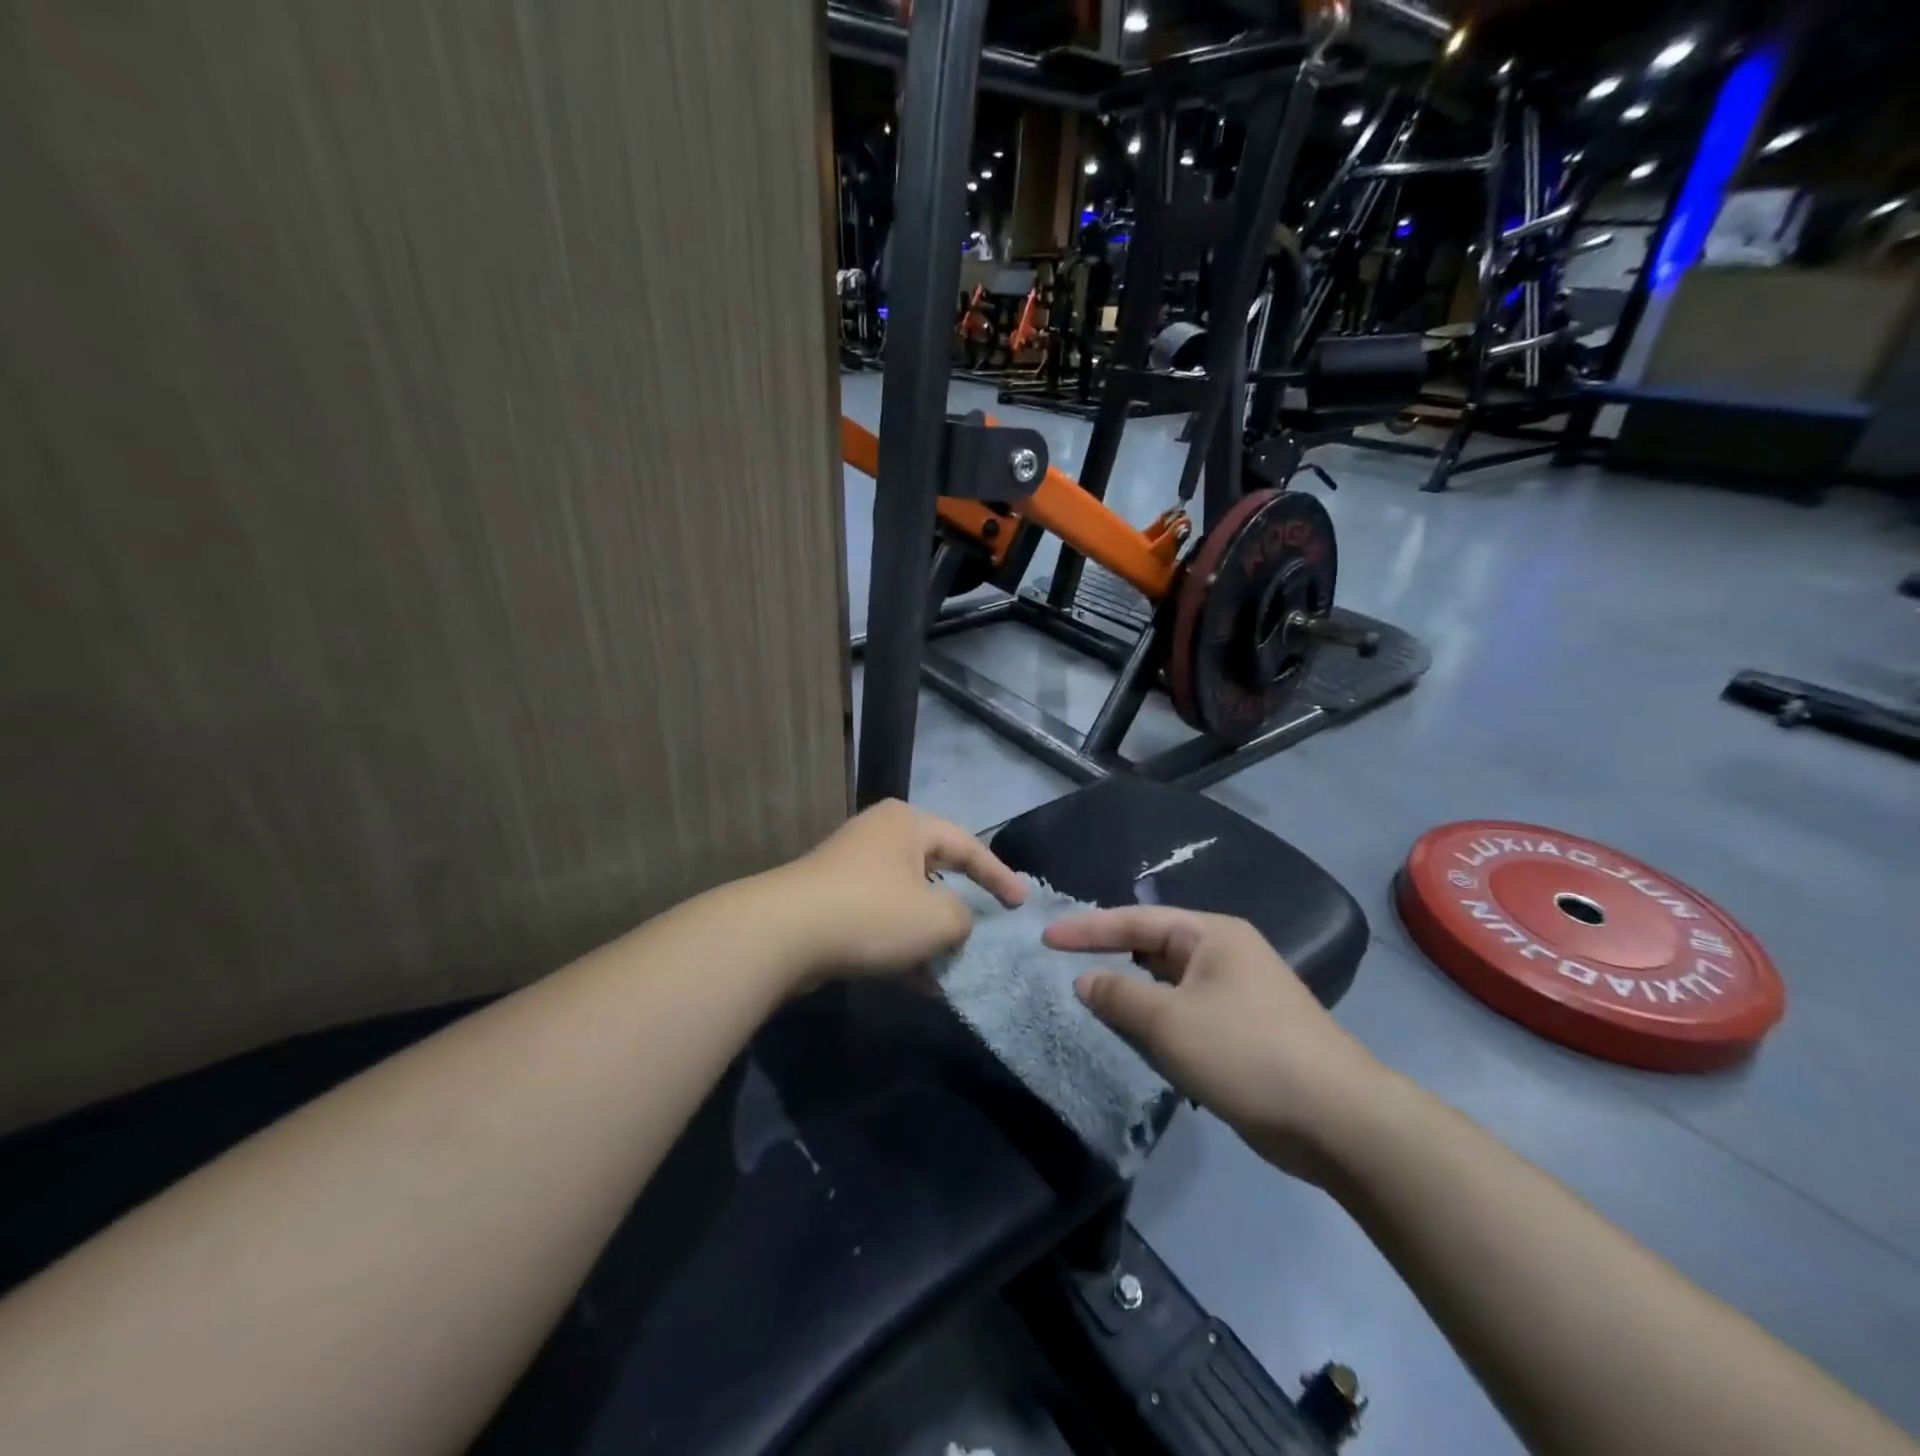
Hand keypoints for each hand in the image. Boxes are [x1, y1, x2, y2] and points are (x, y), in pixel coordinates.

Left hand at [782, 800, 1024, 981]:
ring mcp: (852, 868)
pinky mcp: (832, 900)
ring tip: (953, 967)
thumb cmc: (871, 912)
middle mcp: (880, 836)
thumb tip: (954, 921)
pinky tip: (919, 982)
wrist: (783, 935)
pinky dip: (902, 946)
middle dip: (960, 907)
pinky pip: (881, 919)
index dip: (998, 876)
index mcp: (907, 824)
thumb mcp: (936, 917)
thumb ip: (962, 917)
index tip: (1021, 905)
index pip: (967, 845)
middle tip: (986, 928)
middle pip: (935, 870)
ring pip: (907, 900)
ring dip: (930, 935)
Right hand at [1044, 907, 1388, 1183]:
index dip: (1087, 929)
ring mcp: (1236, 994)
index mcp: (1211, 935)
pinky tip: (1132, 1037)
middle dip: (1108, 957)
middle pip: (1152, 947)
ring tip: (1086, 999)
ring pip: (1167, 984)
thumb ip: (1119, 995)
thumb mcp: (1170, 1022)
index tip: (1046, 938)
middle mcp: (1224, 955)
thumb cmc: (1246, 1052)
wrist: (1337, 1119)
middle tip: (1061, 965)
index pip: (1136, 921)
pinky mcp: (1242, 1032)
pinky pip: (1183, 1014)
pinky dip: (1154, 1021)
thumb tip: (1084, 979)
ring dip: (1130, 994)